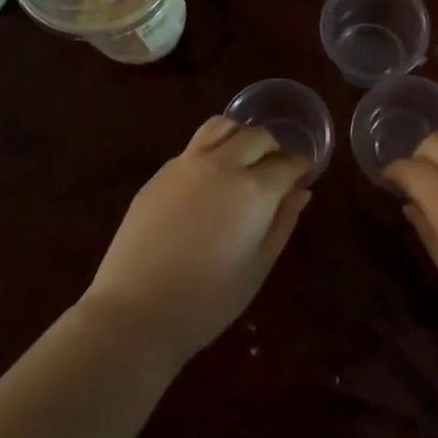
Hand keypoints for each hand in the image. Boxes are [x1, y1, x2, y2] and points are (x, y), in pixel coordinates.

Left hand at [81, 116, 309, 368]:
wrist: (136, 310)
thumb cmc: (208, 300)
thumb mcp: (258, 266)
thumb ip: (282, 222)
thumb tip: (300, 191)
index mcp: (254, 189)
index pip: (286, 163)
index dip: (299, 167)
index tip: (301, 175)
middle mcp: (222, 164)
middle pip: (256, 136)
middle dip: (273, 148)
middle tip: (275, 169)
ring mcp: (186, 164)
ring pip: (221, 126)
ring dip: (240, 136)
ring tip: (243, 159)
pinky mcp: (160, 173)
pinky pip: (194, 147)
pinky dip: (212, 150)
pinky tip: (209, 179)